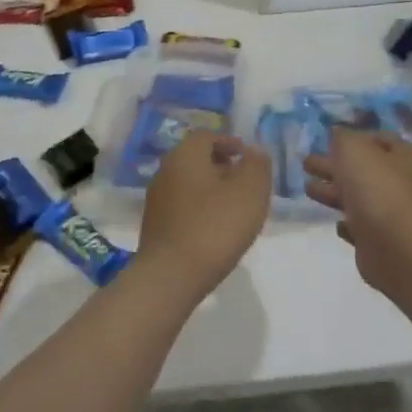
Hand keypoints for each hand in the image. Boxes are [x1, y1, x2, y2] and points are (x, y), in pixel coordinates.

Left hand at [137, 131, 271, 301]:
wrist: (170, 276)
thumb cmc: (214, 227)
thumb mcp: (250, 192)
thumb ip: (257, 165)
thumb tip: (255, 150)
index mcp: (185, 154)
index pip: (207, 135)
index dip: (230, 142)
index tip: (249, 159)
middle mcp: (165, 170)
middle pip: (196, 158)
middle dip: (222, 166)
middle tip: (246, 184)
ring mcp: (156, 199)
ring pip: (189, 183)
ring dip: (211, 190)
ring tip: (235, 210)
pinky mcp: (155, 225)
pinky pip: (182, 206)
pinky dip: (200, 209)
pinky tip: (215, 230)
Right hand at [304, 128, 411, 287]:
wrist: (393, 246)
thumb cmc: (375, 187)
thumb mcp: (353, 148)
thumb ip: (342, 137)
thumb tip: (338, 133)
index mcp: (407, 157)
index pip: (380, 139)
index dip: (354, 136)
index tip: (328, 140)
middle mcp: (406, 184)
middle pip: (365, 169)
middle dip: (335, 165)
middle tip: (307, 163)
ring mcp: (397, 214)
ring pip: (360, 197)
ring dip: (334, 192)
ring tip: (307, 188)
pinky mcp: (384, 241)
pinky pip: (363, 227)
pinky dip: (349, 223)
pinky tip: (337, 223)